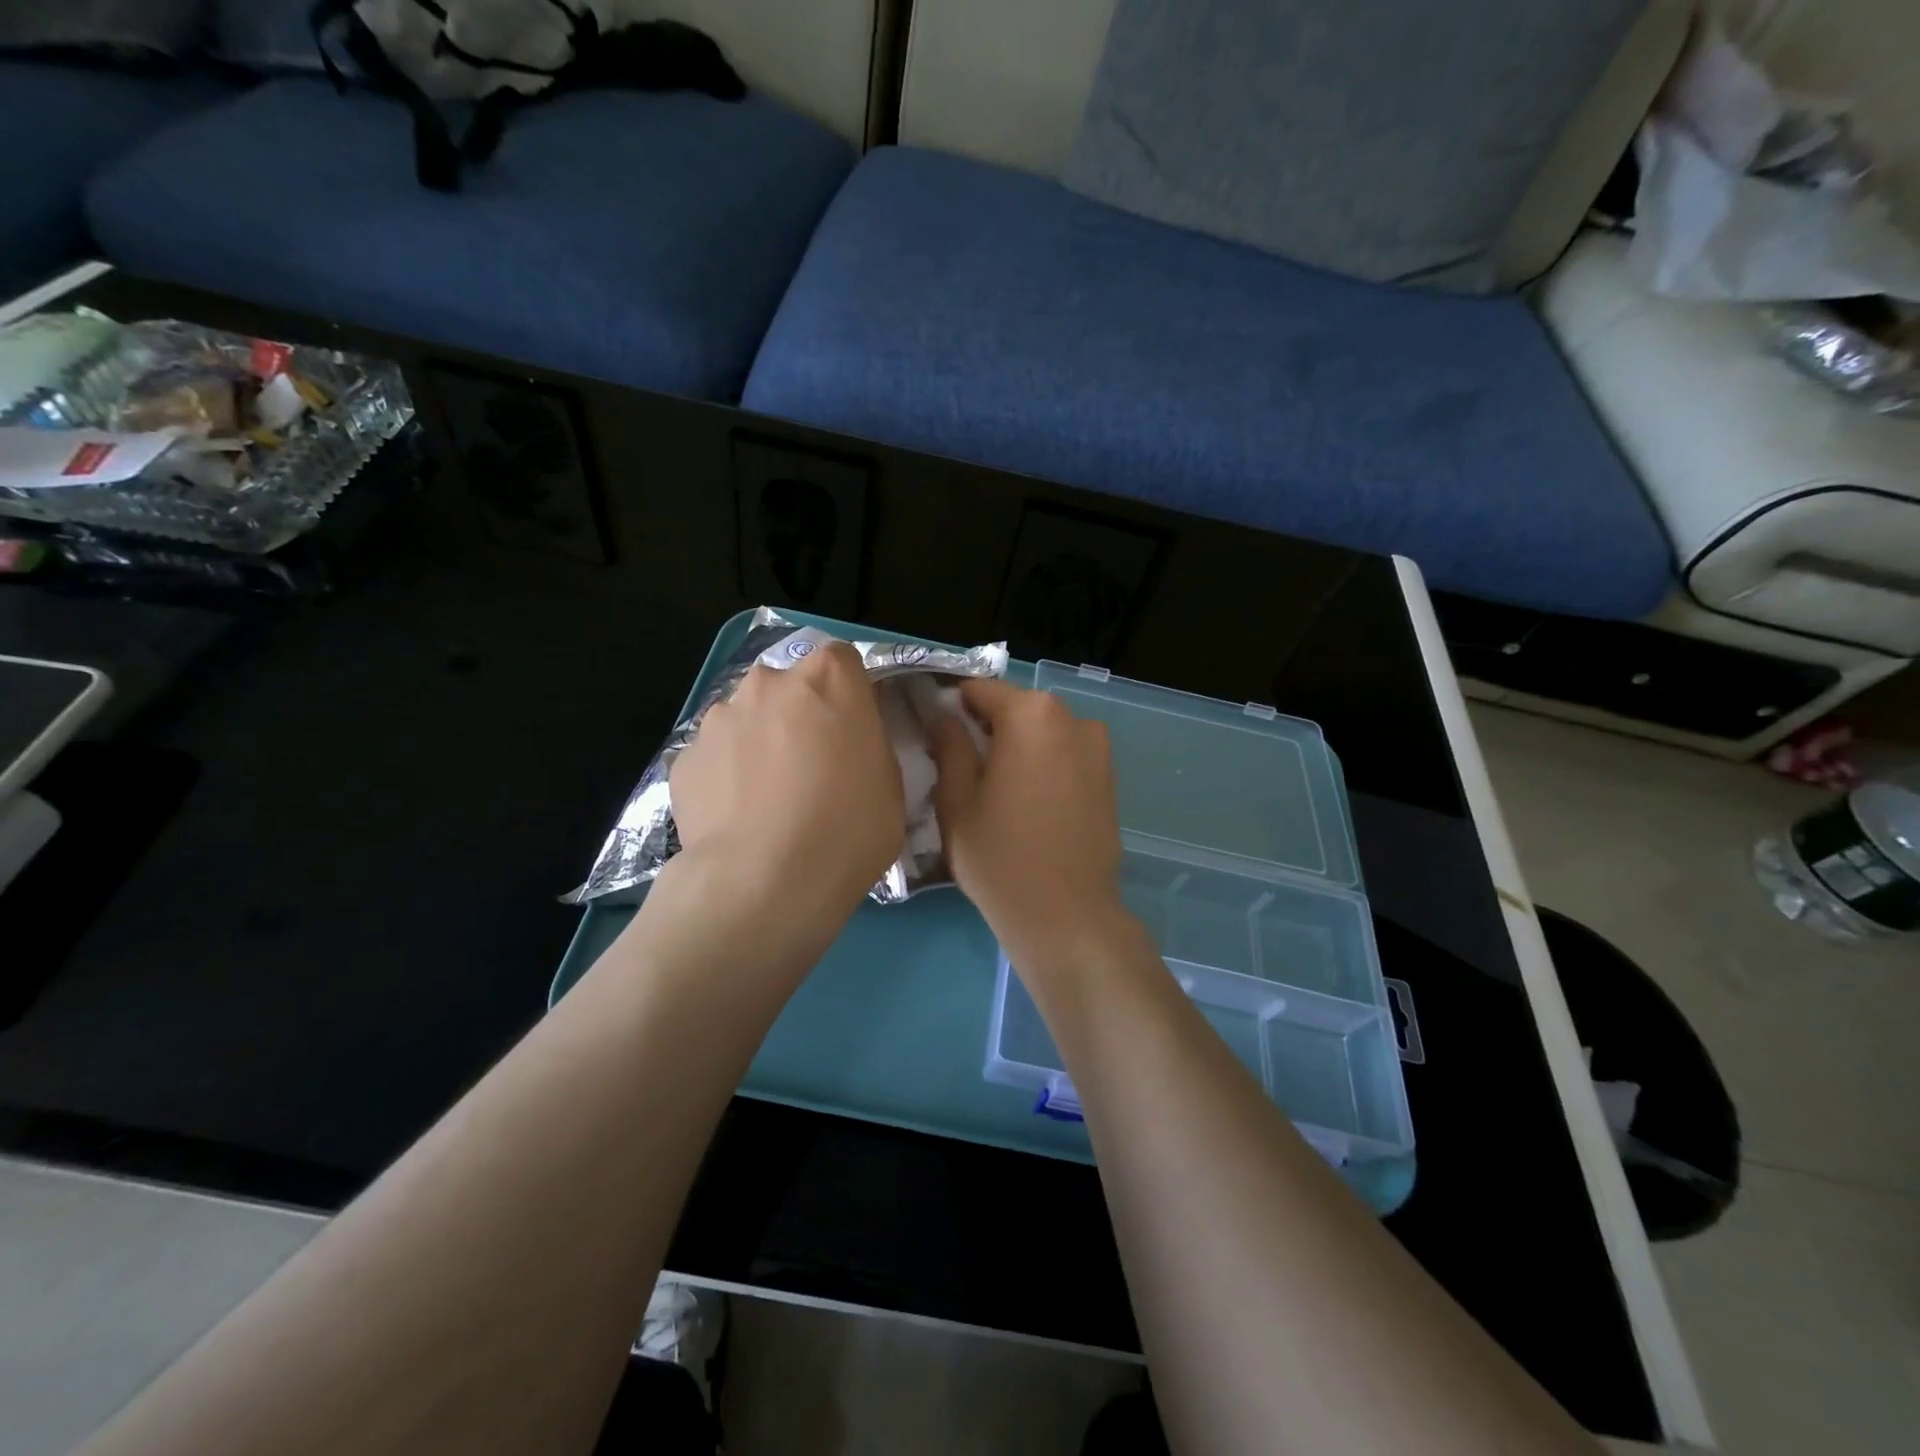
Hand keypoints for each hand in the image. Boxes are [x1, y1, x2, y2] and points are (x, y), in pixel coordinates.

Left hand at [670, 641, 903, 927]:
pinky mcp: (684, 758)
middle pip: (789, 687)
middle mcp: (769, 683)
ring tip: (767, 801)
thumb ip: (869, 746)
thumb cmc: (847, 830)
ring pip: (747, 720)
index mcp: (829, 679)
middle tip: (811, 767)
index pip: (842, 661)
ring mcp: (720, 718)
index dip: (848, 694)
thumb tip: (850, 744)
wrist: (763, 883)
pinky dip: (726, 778)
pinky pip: (716, 758)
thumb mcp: (890, 785)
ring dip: (759, 744)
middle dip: (799, 716)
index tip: (852, 730)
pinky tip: (738, 820)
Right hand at [930, 678, 1139, 977]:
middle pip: (1015, 708)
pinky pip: (1064, 755)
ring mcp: (1097, 748)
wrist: (1067, 917)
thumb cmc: (1000, 858)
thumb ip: (949, 747)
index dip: (950, 706)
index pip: (979, 690)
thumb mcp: (957, 801)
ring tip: (993, 790)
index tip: (933, 732)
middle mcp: (1072, 718)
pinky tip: (1026, 804)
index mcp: (1031, 715)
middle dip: (985, 727)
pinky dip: (1042, 765)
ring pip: (1041, 732)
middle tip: (958, 765)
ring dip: (1016, 747)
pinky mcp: (1109, 777)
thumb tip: (943, 717)